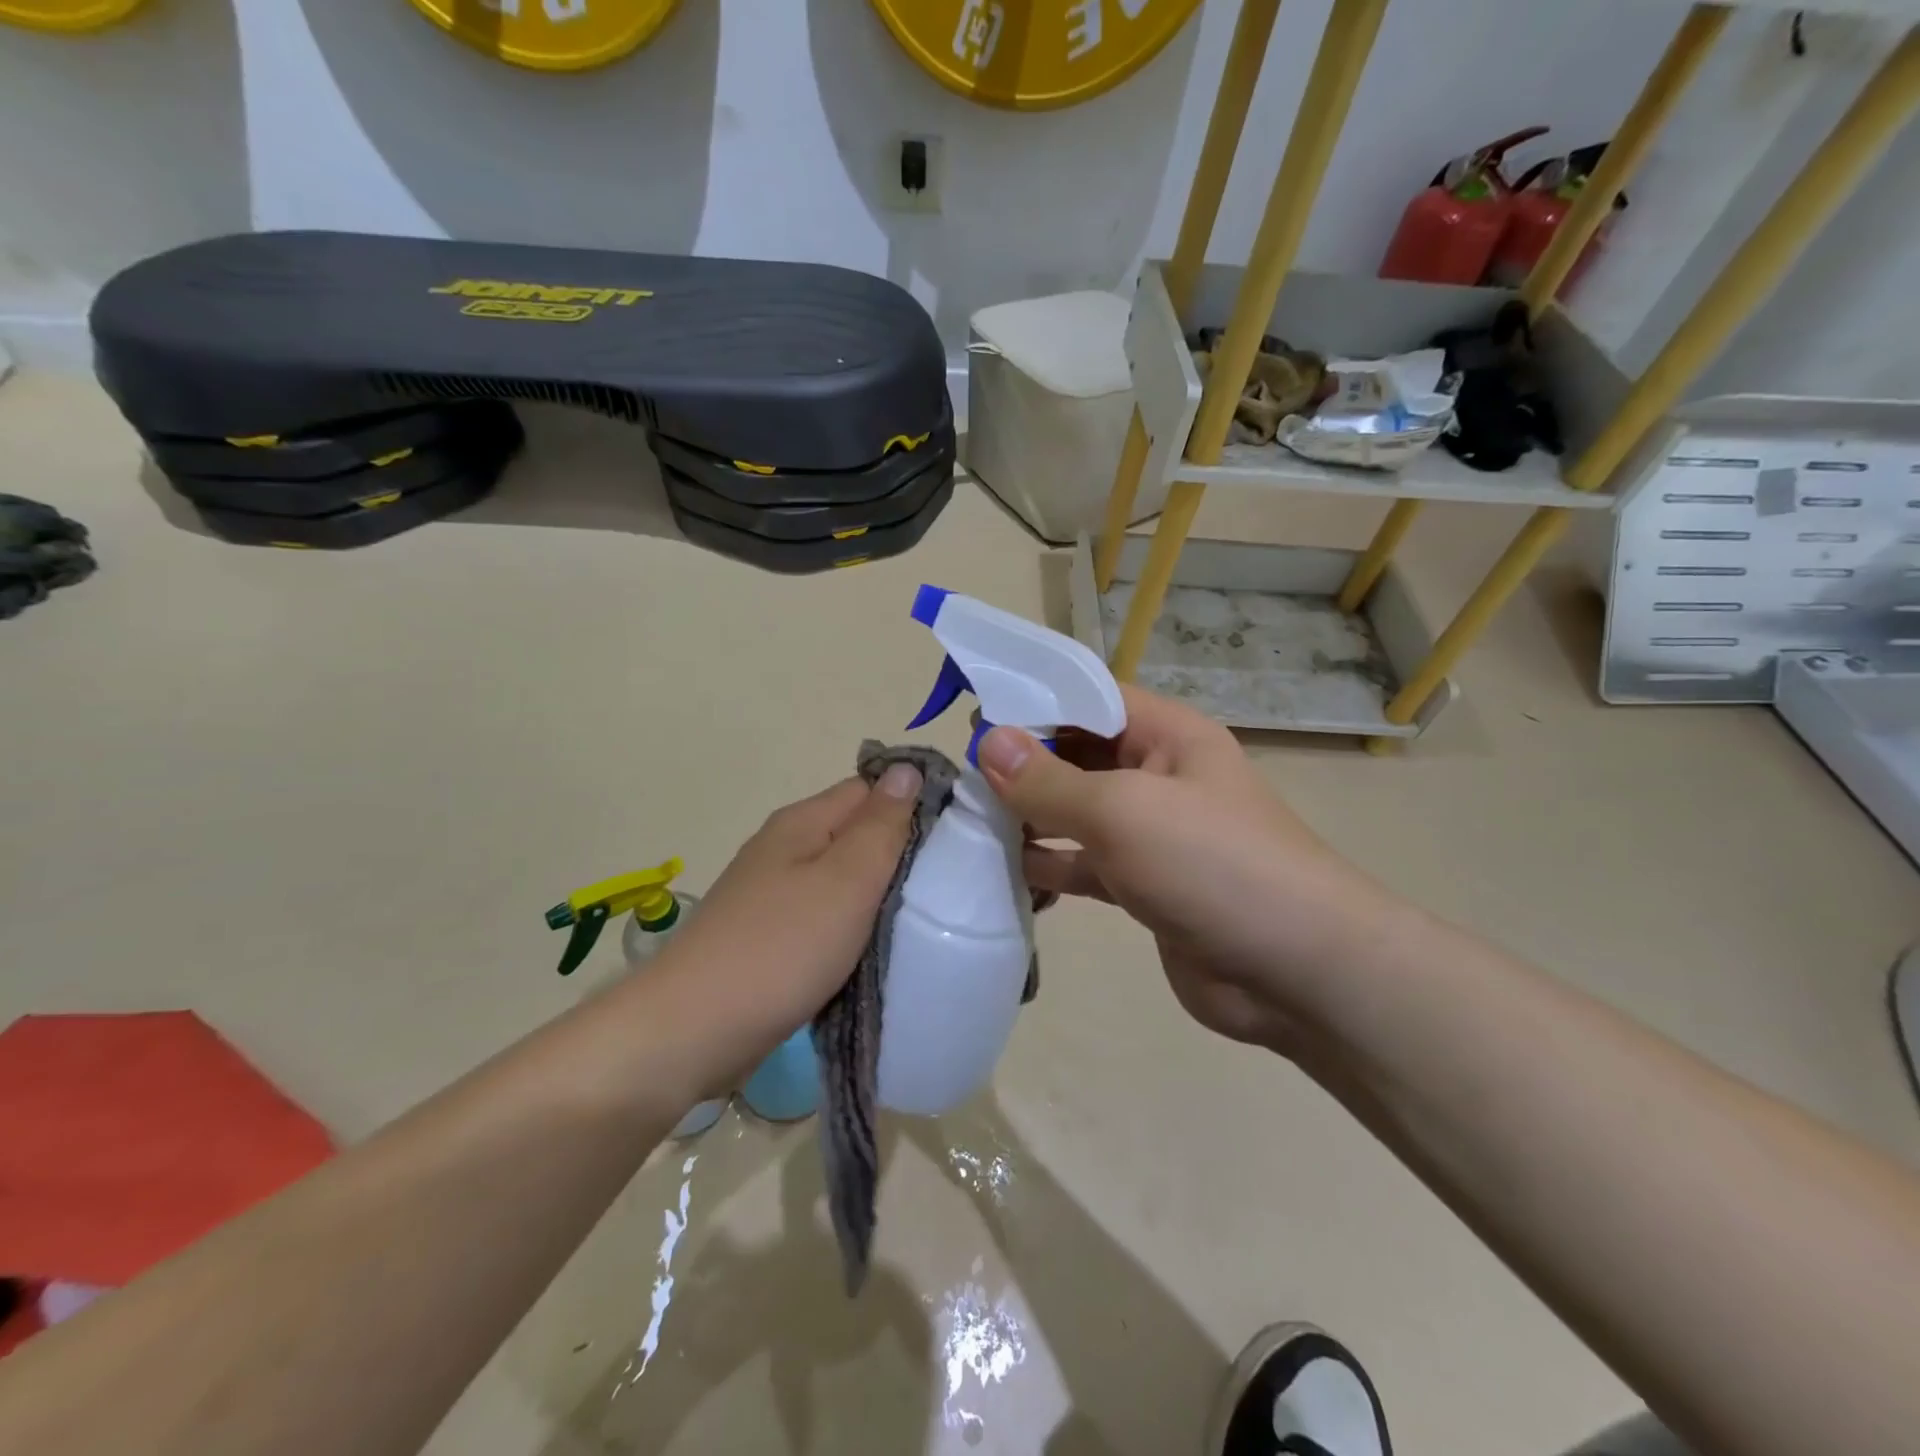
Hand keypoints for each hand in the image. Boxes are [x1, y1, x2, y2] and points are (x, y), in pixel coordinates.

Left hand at [646, 766, 921, 1086]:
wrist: (692, 1031)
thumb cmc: (781, 947)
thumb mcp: (846, 880)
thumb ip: (881, 825)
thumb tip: (905, 769)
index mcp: (802, 823)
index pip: (870, 789)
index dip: (912, 805)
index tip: (955, 840)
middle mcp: (784, 848)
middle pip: (855, 834)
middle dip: (898, 855)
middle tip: (945, 887)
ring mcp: (771, 894)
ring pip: (840, 880)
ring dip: (875, 896)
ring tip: (918, 920)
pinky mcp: (767, 937)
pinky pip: (823, 917)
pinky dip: (850, 929)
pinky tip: (871, 952)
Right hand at [978, 686, 1387, 1052]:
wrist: (1297, 973)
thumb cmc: (1212, 864)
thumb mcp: (1123, 811)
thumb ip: (1050, 780)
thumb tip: (988, 741)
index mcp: (1167, 736)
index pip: (1090, 698)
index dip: (1033, 702)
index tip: (972, 716)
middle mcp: (1158, 776)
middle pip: (1078, 755)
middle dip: (1024, 764)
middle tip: (961, 776)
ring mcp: (1151, 834)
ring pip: (1076, 812)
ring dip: (1029, 817)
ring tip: (970, 823)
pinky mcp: (1143, 886)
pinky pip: (1084, 863)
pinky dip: (1049, 866)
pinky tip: (1005, 873)